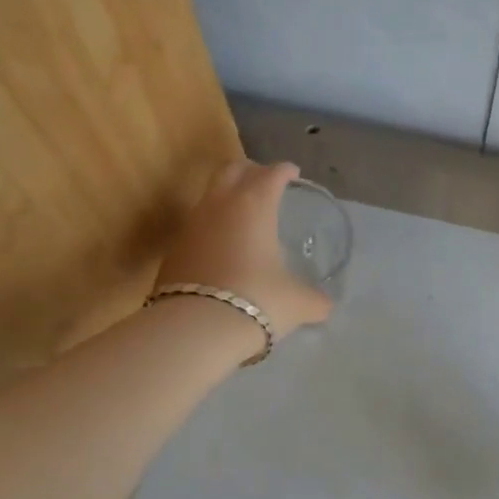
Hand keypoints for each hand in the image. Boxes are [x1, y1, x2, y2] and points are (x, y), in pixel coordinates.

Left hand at [154, 160, 332, 338]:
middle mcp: (220, 205)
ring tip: (243, 215)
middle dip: (250, 170)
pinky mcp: (173, 251)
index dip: (284, 171)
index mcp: (254, 205)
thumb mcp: (297, 303)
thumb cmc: (258, 301)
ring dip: (227, 198)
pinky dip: (213, 228)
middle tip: (264, 181)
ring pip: (209, 196)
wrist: (196, 328)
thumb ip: (315, 300)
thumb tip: (324, 306)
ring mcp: (191, 226)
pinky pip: (197, 227)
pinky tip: (223, 249)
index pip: (270, 174)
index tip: (292, 172)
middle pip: (231, 170)